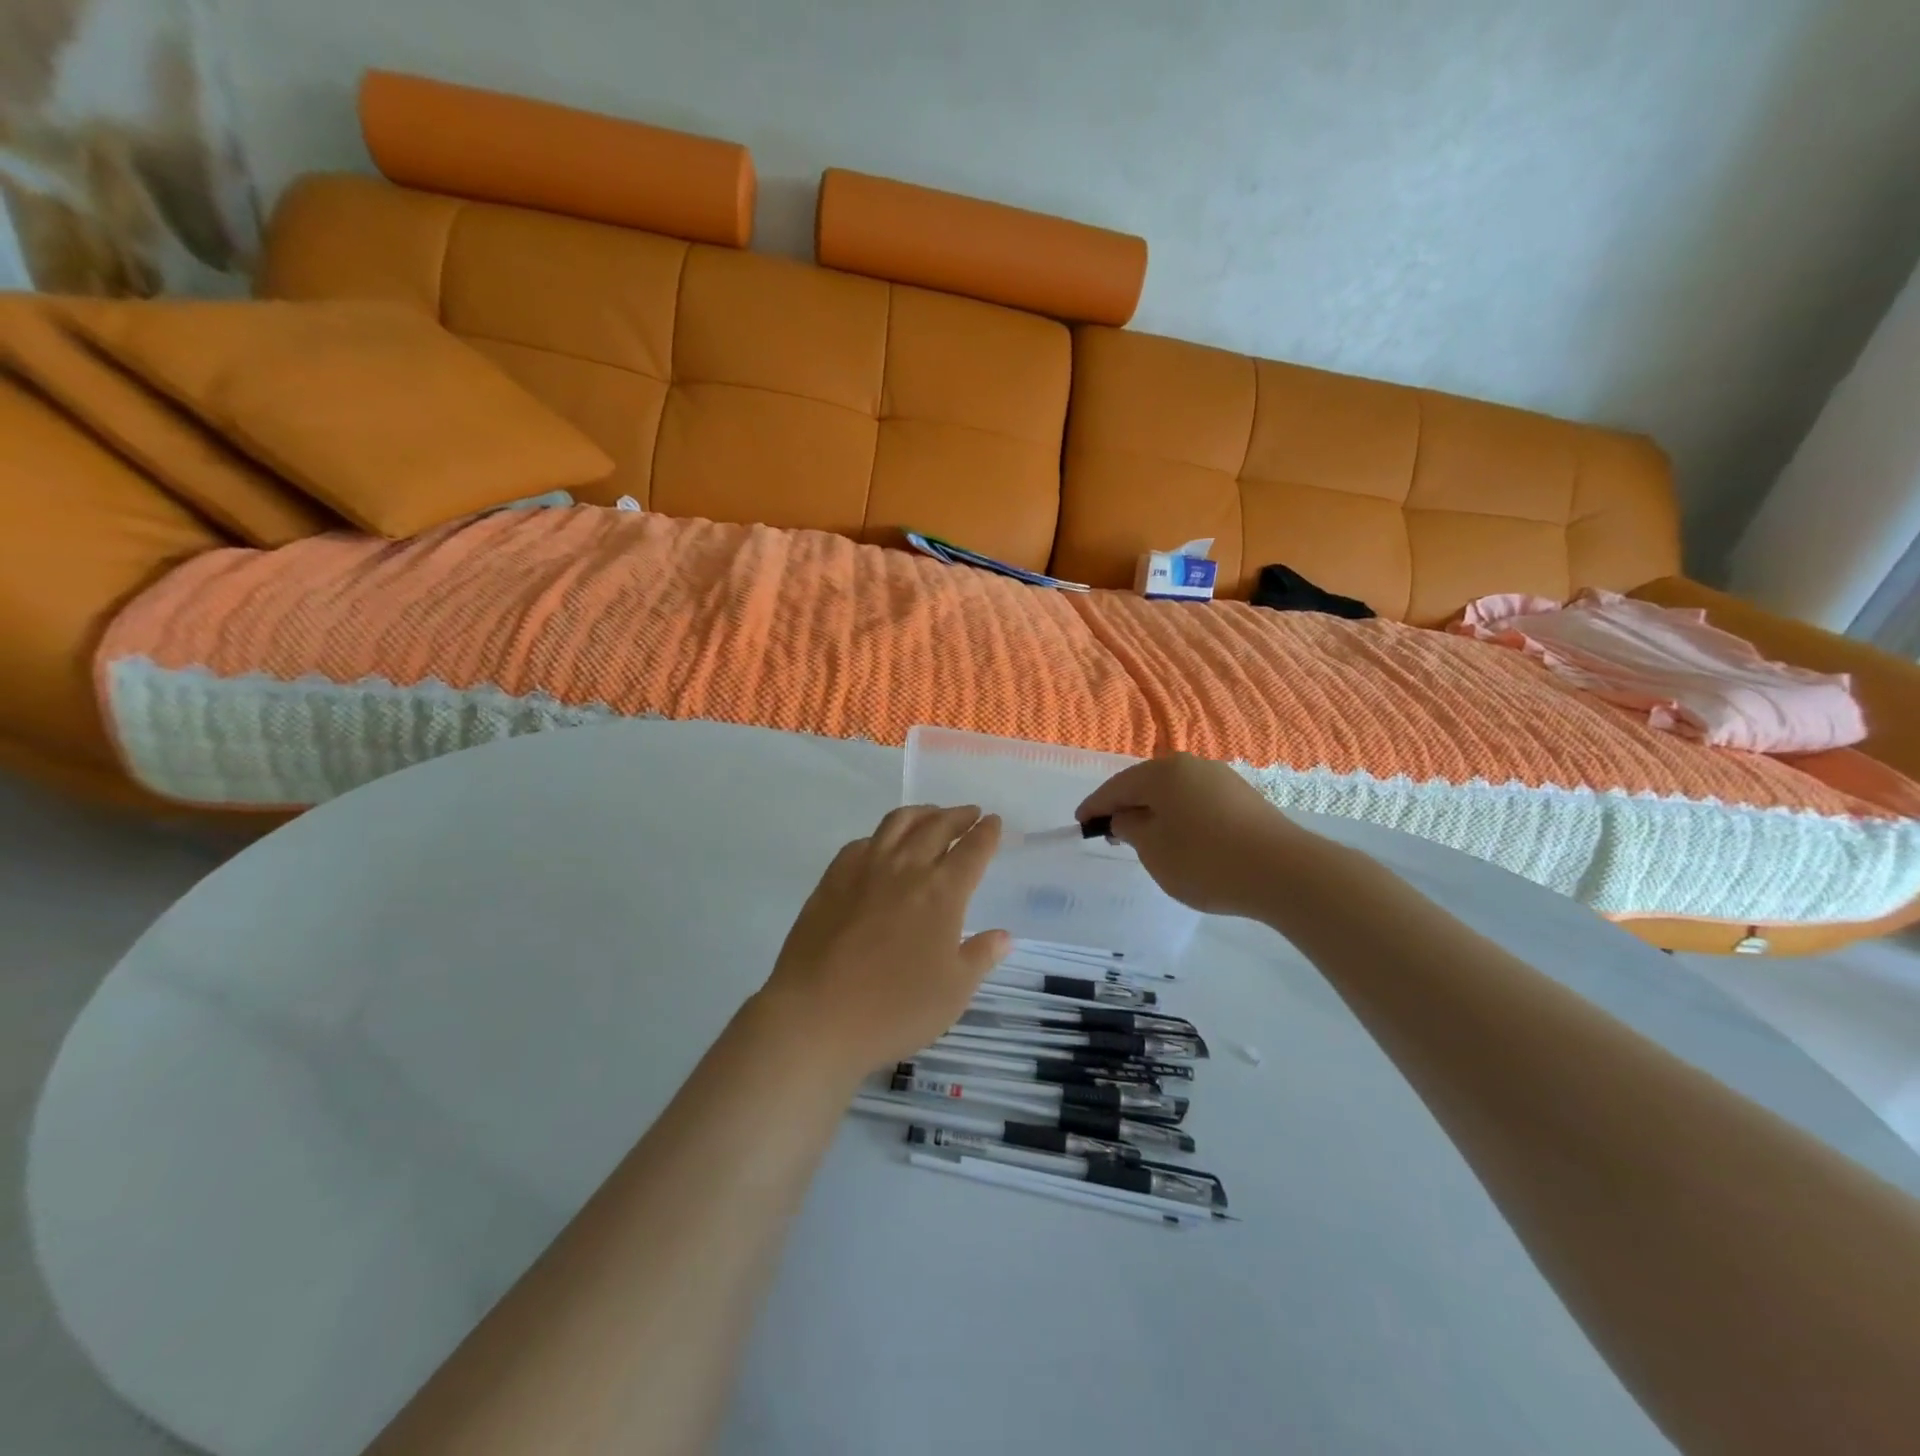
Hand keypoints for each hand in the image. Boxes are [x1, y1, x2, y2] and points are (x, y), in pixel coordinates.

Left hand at [760, 805, 1009, 1077]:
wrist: (816, 1016)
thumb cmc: (895, 1009)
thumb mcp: (953, 992)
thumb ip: (980, 957)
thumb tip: (1003, 936)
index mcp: (942, 892)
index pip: (972, 850)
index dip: (986, 833)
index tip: (994, 822)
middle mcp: (905, 869)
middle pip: (937, 826)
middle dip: (958, 816)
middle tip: (970, 814)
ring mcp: (864, 869)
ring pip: (898, 823)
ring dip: (922, 813)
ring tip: (932, 816)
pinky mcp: (832, 879)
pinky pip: (862, 842)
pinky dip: (882, 836)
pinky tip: (882, 846)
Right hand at [1077, 753, 1307, 917]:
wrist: (1286, 873)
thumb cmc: (1206, 860)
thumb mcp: (1154, 851)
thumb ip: (1130, 829)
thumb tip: (1125, 818)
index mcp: (1162, 772)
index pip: (1116, 787)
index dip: (1095, 806)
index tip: (1080, 823)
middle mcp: (1191, 765)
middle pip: (1146, 784)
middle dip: (1125, 806)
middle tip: (1110, 831)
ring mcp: (1221, 779)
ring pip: (1173, 792)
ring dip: (1154, 811)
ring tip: (1145, 838)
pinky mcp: (1243, 798)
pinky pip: (1196, 801)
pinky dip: (1180, 816)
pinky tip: (1181, 838)